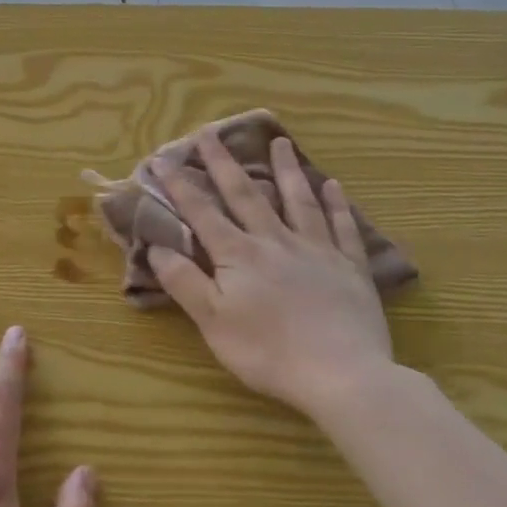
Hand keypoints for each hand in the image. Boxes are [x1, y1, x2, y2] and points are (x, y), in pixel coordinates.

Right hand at [149, 130, 400, 416]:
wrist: (342, 375)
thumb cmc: (268, 352)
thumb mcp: (212, 321)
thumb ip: (184, 281)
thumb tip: (156, 245)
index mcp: (238, 255)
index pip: (202, 212)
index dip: (180, 186)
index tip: (162, 159)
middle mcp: (275, 241)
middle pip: (246, 194)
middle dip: (224, 163)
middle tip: (211, 132)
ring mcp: (316, 250)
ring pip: (298, 200)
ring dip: (285, 170)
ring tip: (279, 142)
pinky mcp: (349, 267)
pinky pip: (342, 227)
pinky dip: (336, 204)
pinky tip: (333, 185)